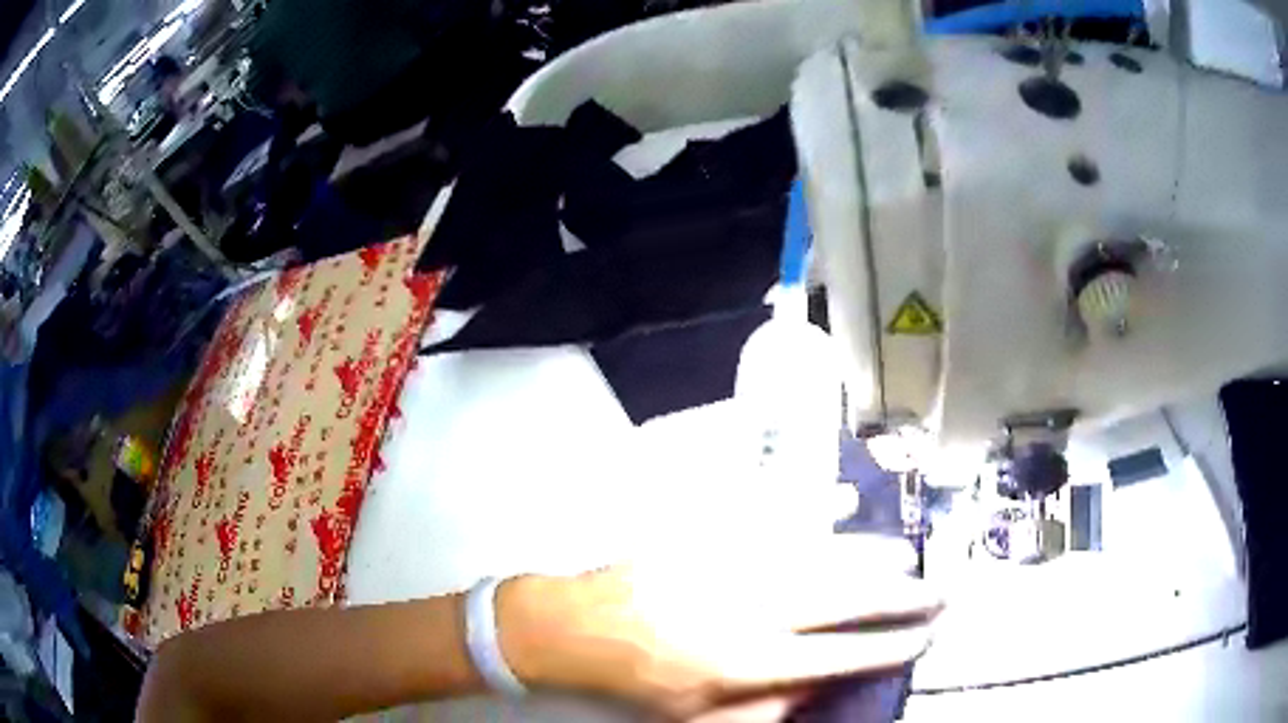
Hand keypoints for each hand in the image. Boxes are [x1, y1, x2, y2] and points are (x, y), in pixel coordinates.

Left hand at [497, 535, 941, 720]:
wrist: (577, 628)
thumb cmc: (640, 680)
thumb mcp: (700, 716)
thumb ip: (768, 709)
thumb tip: (824, 684)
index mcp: (748, 662)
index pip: (840, 655)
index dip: (890, 647)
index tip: (924, 637)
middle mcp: (750, 610)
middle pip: (842, 599)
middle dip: (898, 596)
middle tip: (935, 591)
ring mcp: (729, 564)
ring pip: (818, 553)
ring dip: (869, 553)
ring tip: (906, 554)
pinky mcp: (707, 535)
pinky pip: (768, 513)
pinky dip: (811, 504)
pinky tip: (843, 498)